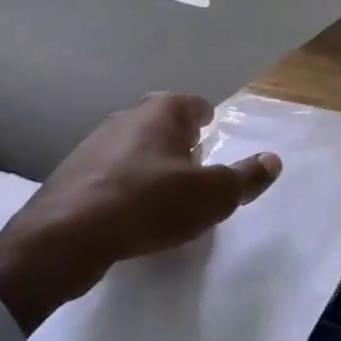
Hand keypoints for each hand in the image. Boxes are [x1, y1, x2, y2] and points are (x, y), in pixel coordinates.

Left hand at [0, 93, 280, 331]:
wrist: (67, 235)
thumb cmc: (150, 204)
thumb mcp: (212, 196)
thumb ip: (245, 177)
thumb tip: (273, 160)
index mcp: (163, 112)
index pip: (195, 105)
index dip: (209, 124)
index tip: (213, 144)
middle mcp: (127, 116)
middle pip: (163, 124)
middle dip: (180, 145)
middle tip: (194, 176)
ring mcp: (94, 142)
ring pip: (134, 148)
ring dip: (149, 167)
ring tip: (161, 200)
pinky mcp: (72, 173)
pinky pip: (110, 174)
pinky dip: (123, 187)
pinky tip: (127, 215)